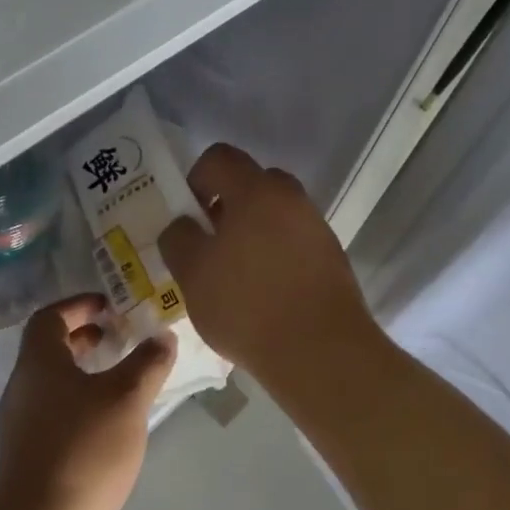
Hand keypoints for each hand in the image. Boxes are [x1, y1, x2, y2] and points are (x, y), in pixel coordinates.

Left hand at [0, 296, 175, 509]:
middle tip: (119, 339)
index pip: (50, 316)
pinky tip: (107, 425)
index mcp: (38, 363)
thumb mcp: (126, 399)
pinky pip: (53, 413)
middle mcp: (22, 387)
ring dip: (83, 373)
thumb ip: (147, 363)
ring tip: (120, 381)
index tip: (110, 306)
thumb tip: (163, 336)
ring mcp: (20, 423)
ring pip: (52, 383)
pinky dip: (78, 404)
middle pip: (49, 349)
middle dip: (84, 339)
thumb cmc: (83, 449)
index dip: (79, 305)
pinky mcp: (27, 455)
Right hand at [158, 144, 377, 384]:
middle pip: (250, 184)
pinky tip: (262, 293)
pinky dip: (273, 254)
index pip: (218, 158)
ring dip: (250, 232)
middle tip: (208, 245)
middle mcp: (291, 198)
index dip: (194, 180)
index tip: (188, 218)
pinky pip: (292, 241)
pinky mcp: (331, 257)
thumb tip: (183, 225)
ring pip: (272, 214)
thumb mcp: (192, 273)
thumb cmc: (247, 305)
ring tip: (234, 276)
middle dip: (224, 207)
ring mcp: (315, 227)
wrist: (321, 352)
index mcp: (256, 191)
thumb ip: (178, 238)